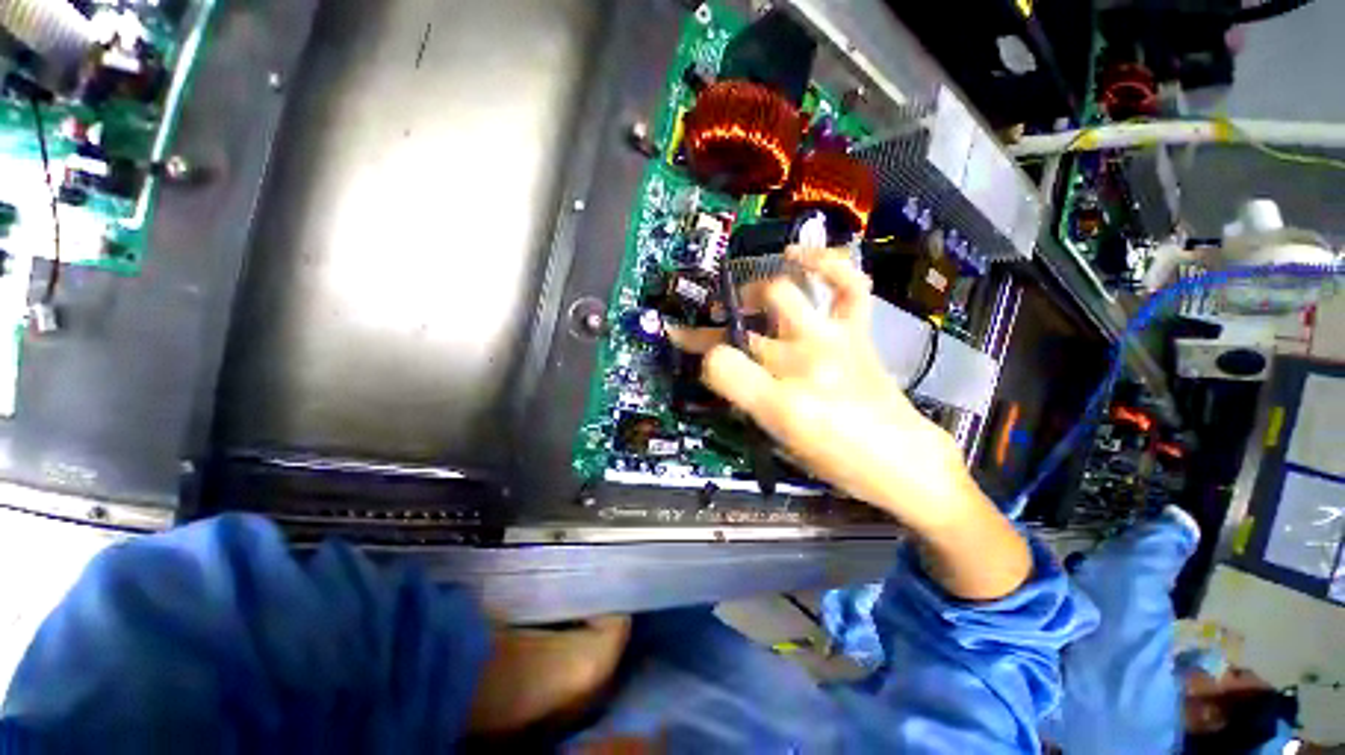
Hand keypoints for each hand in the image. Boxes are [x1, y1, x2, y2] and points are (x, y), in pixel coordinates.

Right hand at [672, 247, 1030, 598]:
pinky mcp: (856, 331)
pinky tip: (795, 255)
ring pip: (780, 295)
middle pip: (739, 332)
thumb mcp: (778, 441)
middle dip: (708, 330)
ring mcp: (831, 340)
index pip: (719, 366)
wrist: (902, 461)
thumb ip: (746, 401)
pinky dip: (823, 261)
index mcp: (779, 403)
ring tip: (740, 300)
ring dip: (750, 293)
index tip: (702, 363)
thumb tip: (725, 368)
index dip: (702, 359)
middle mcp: (801, 365)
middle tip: (703, 331)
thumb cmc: (836, 461)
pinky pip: (847, 284)